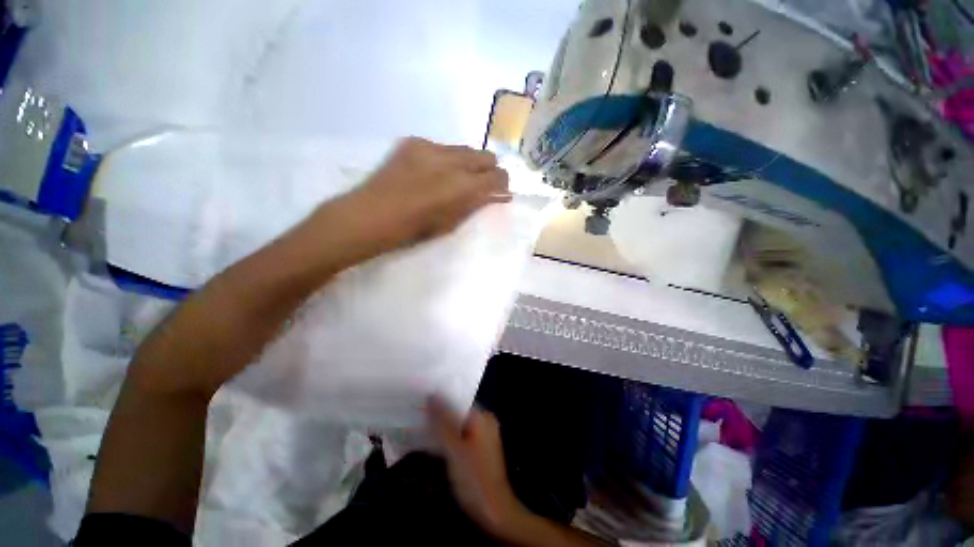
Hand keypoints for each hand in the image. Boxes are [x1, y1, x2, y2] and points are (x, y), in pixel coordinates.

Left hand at [322, 137, 511, 259]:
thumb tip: (496, 195)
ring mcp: (431, 147)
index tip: (500, 191)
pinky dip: (445, 159)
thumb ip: (475, 205)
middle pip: (486, 156)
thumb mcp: (451, 223)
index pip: (498, 176)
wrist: (372, 214)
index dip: (502, 184)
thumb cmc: (415, 229)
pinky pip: (441, 147)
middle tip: (480, 184)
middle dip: (489, 170)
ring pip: (465, 149)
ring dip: (468, 163)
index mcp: (463, 186)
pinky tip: (432, 172)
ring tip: (455, 178)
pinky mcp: (413, 142)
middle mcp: (452, 161)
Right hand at [427, 397, 527, 538]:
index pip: (458, 399)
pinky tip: (433, 442)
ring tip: (420, 425)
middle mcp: (485, 421)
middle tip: (417, 413)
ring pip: (458, 424)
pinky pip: (461, 435)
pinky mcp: (479, 449)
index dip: (439, 399)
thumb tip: (431, 396)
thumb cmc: (473, 478)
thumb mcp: (454, 449)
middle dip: (439, 414)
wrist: (493, 511)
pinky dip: (448, 437)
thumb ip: (443, 422)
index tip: (420, 400)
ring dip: (442, 426)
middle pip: (458, 412)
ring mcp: (483, 435)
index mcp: (482, 417)